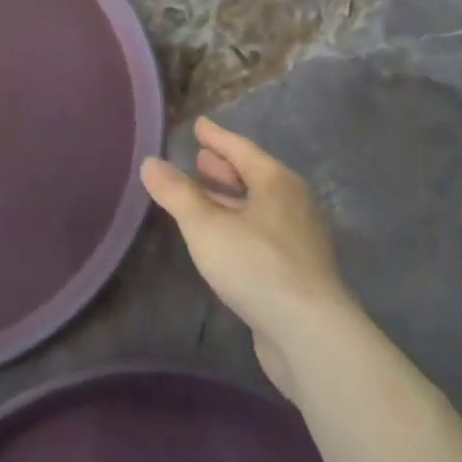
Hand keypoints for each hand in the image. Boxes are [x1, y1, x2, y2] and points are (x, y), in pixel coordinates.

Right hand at [141, 117, 350, 401]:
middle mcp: (294, 204)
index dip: (217, 137)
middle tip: (200, 159)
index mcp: (277, 183)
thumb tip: (150, 163)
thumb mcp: (205, 226)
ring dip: (232, 199)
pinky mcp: (300, 272)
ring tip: (205, 197)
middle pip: (255, 177)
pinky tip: (225, 240)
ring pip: (260, 208)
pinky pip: (264, 234)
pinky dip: (241, 226)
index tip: (199, 126)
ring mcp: (301, 240)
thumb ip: (176, 193)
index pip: (242, 149)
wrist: (310, 335)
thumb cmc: (256, 266)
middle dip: (226, 168)